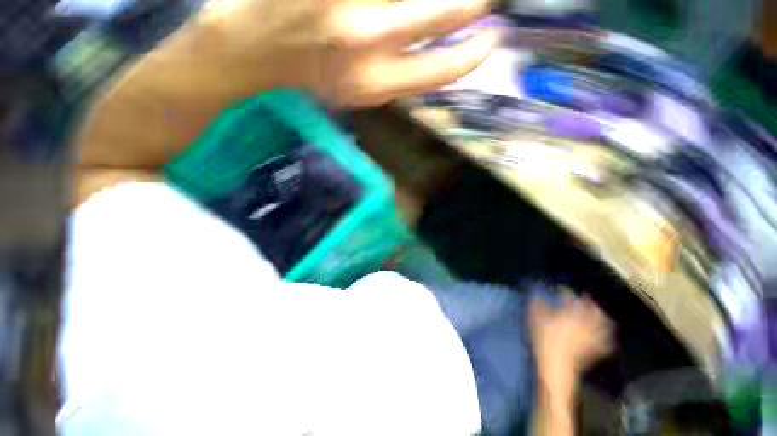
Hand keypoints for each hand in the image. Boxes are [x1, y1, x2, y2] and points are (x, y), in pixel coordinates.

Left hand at [195, 0, 495, 105]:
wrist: (248, 49)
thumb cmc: (306, 73)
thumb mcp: (357, 91)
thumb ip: (396, 75)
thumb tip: (436, 51)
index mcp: (374, 85)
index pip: (439, 72)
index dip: (471, 55)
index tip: (490, 38)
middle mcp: (366, 46)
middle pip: (438, 14)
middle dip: (469, 5)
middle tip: (483, 3)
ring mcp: (345, 9)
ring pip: (416, 7)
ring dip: (444, 7)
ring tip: (459, 10)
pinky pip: (384, 1)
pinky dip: (389, 9)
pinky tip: (373, 18)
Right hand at [529, 292, 613, 392]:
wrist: (556, 365)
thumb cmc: (544, 338)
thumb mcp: (535, 318)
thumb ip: (537, 304)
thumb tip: (536, 293)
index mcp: (569, 312)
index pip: (569, 297)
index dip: (565, 291)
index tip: (560, 289)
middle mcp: (585, 321)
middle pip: (593, 308)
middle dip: (590, 302)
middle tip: (585, 299)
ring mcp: (592, 335)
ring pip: (603, 323)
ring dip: (601, 317)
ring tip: (598, 314)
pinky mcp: (595, 349)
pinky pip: (606, 342)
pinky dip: (607, 337)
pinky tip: (605, 336)